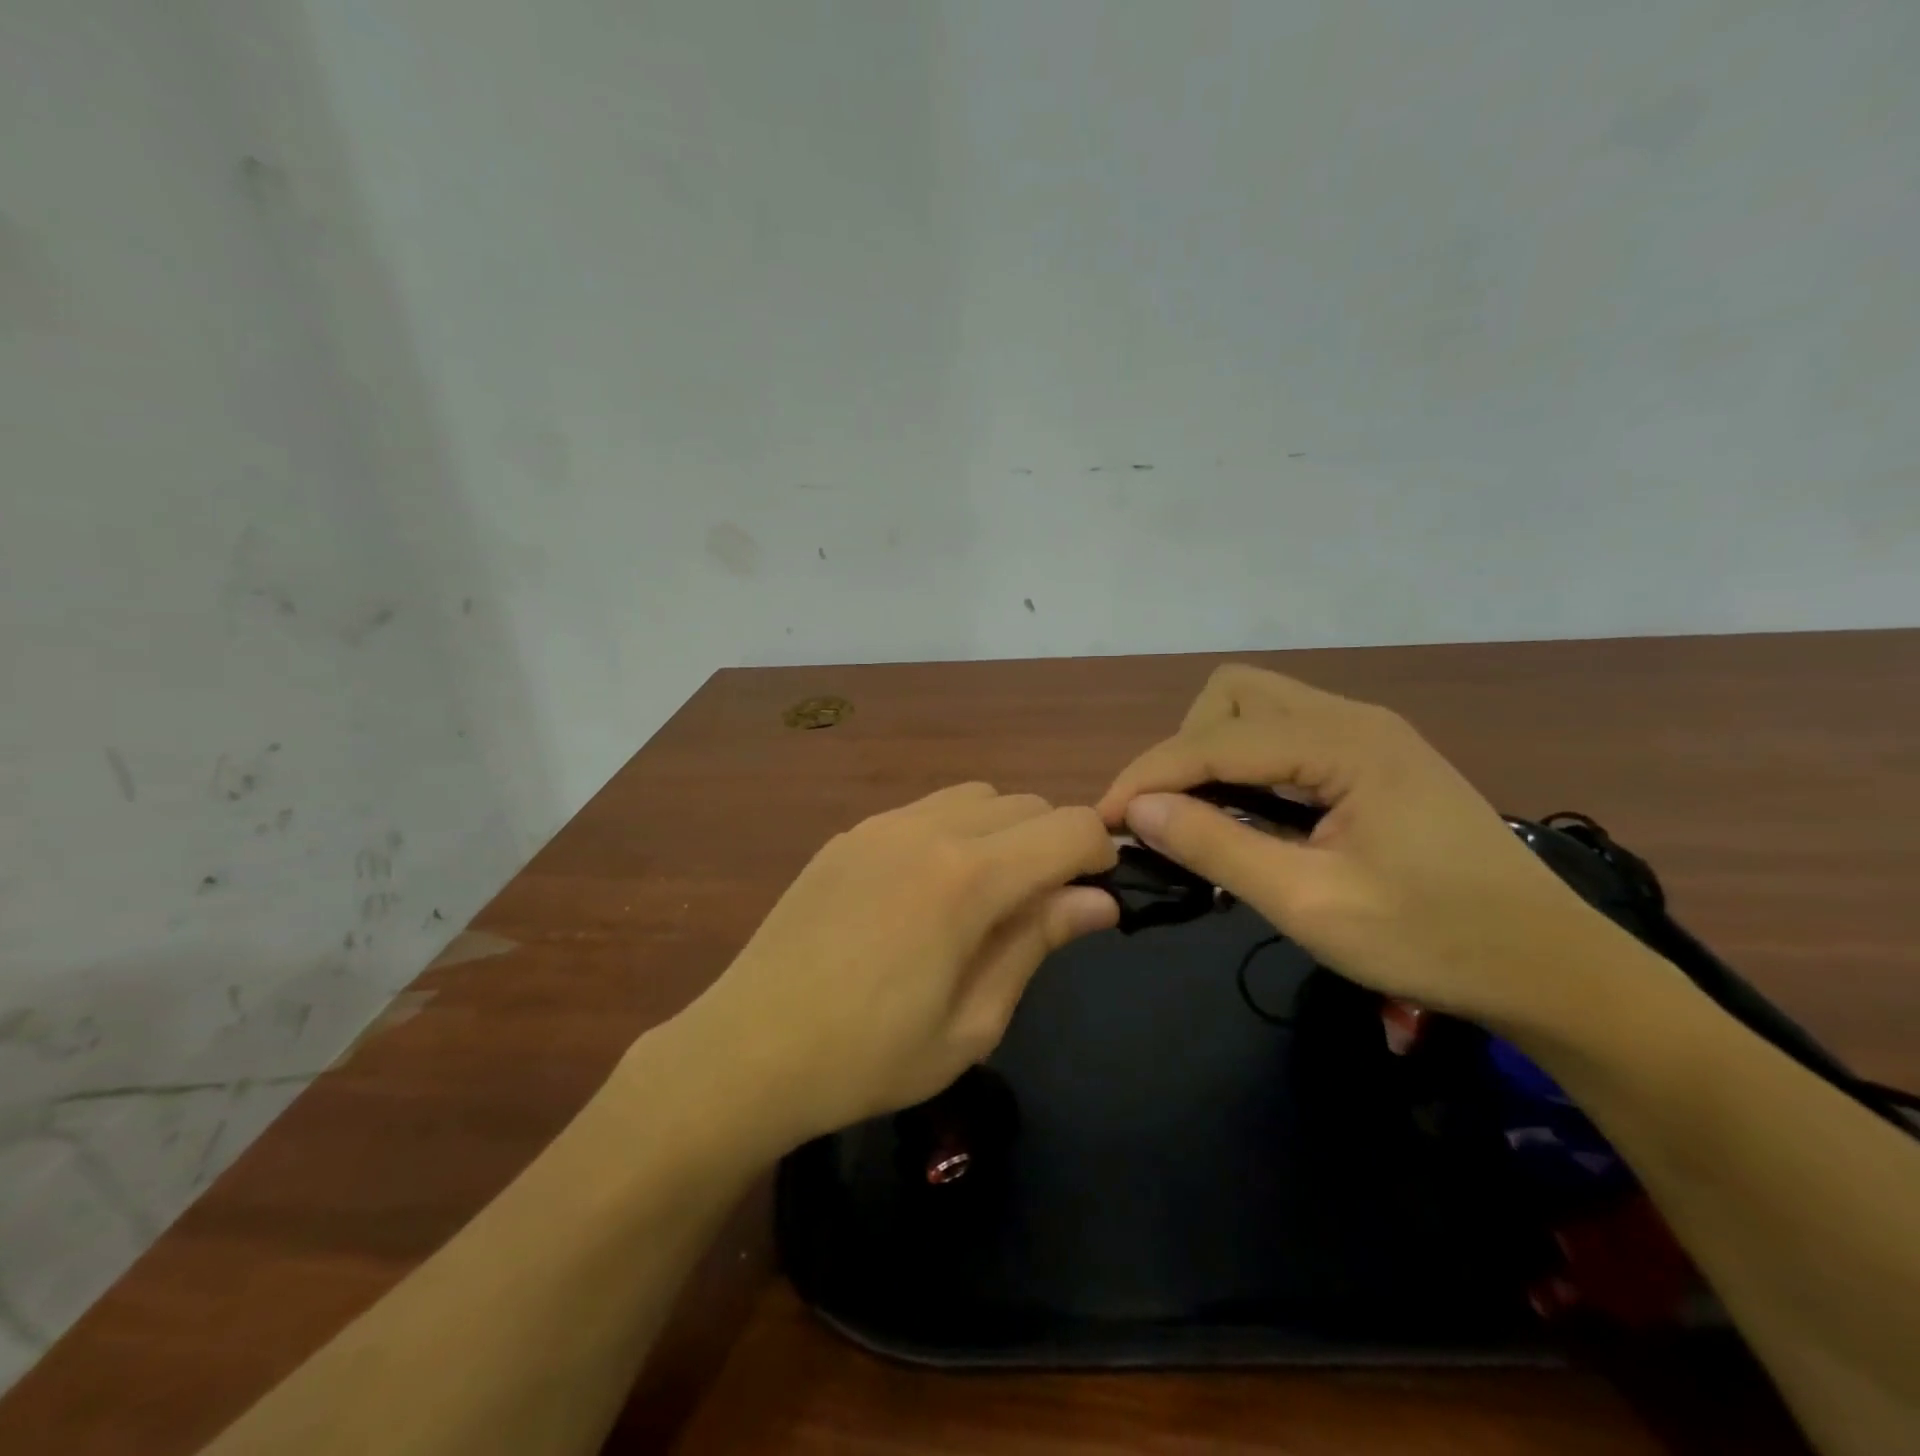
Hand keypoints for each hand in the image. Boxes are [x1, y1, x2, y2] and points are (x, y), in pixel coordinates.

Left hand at [688, 783, 1116, 1147]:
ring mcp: (881, 824)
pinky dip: (952, 831)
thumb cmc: (868, 1057)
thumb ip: (1036, 944)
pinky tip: (925, 891)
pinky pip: (924, 810)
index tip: (1093, 897)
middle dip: (1052, 843)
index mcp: (967, 878)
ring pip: (976, 796)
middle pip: (1026, 803)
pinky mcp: (849, 834)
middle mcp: (928, 829)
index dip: (1098, 855)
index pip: (1068, 827)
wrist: (748, 1048)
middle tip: (1037, 909)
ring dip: (1002, 831)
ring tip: (983, 896)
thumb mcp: (972, 1023)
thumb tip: (1098, 901)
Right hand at [1098, 665, 1622, 1025]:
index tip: (1103, 821)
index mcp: (1344, 744)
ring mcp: (1366, 736)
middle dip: (1184, 749)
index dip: (1148, 776)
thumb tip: (1137, 812)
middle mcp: (1352, 720)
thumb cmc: (1435, 943)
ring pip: (1256, 710)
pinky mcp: (1372, 760)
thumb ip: (1217, 848)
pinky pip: (1283, 739)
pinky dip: (1245, 767)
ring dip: (1212, 754)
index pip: (1213, 739)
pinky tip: (1245, 817)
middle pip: (1233, 695)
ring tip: (1200, 817)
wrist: (1553, 970)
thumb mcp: (1311, 904)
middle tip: (1170, 815)